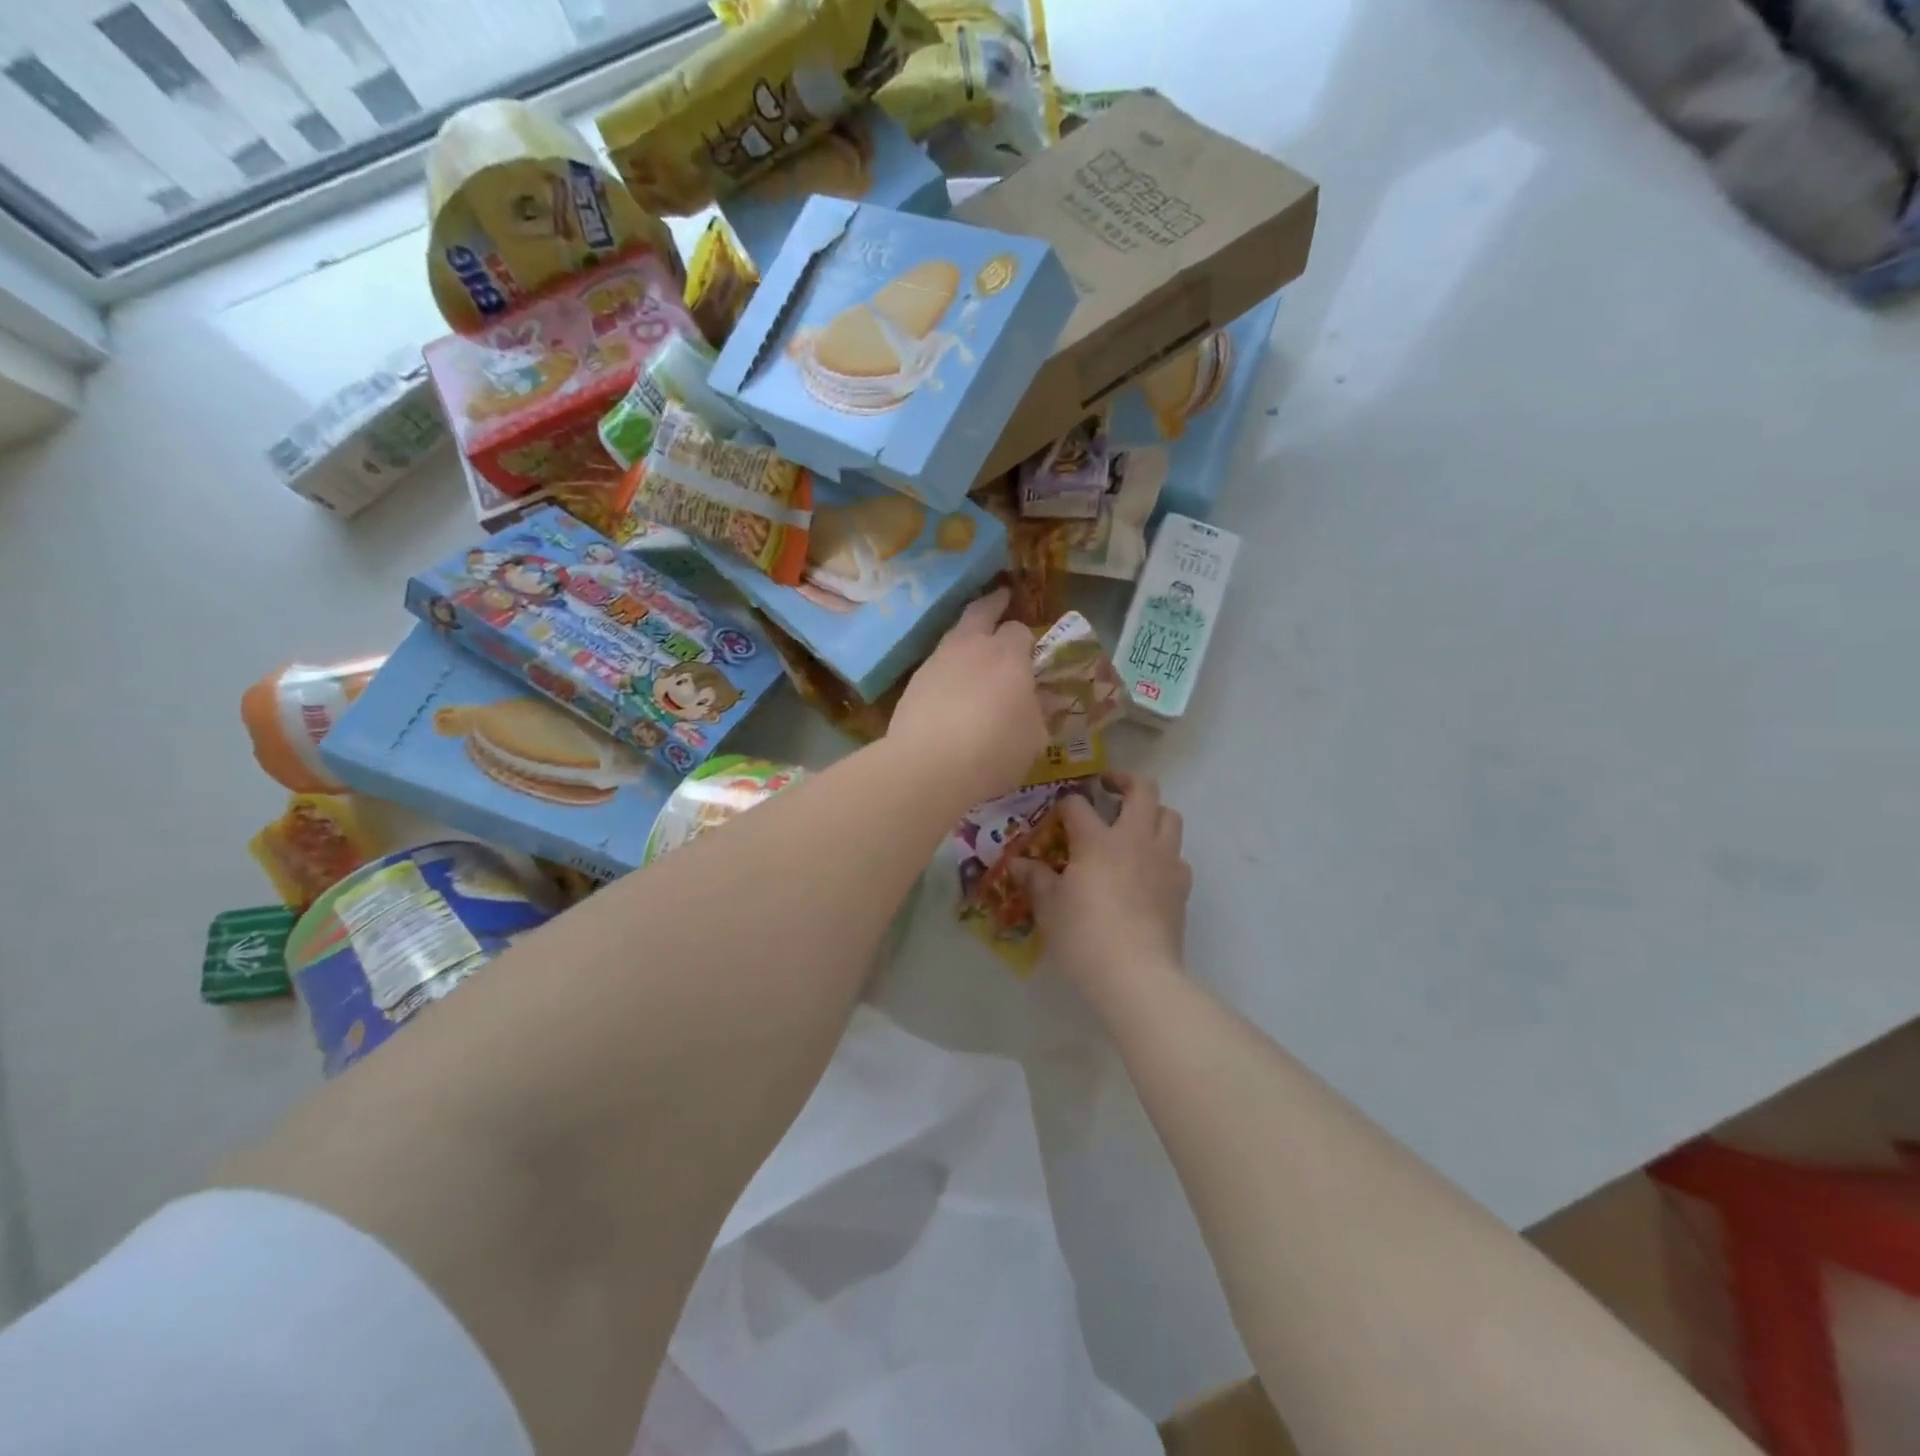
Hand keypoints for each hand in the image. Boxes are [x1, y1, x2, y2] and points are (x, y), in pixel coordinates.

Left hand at [890, 587, 1047, 806]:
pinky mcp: (914, 683)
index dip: (1028, 640)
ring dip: (967, 636)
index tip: (1032, 654)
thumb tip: (1046, 699)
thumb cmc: (994, 751)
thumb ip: (1041, 712)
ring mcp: (937, 661)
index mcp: (1007, 654)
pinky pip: (937, 664)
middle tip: (1001, 600)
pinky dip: (948, 667)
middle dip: (993, 604)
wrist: (928, 767)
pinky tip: (952, 686)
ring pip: (955, 635)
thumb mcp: (1034, 738)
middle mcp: (971, 647)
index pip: (1020, 630)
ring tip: (975, 650)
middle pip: (981, 611)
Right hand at [1014, 774, 1191, 996]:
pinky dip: (1163, 852)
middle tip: (1108, 787)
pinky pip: (1177, 854)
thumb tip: (1018, 864)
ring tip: (1133, 826)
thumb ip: (1035, 879)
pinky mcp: (1181, 886)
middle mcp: (1135, 839)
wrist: (1136, 974)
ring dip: (1152, 812)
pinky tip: (1147, 870)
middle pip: (1143, 789)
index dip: (1064, 804)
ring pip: (1169, 816)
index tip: (1056, 813)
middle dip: (1125, 780)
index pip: (1077, 805)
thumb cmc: (1084, 936)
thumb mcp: (1049, 907)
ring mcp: (1164, 860)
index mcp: (1098, 840)